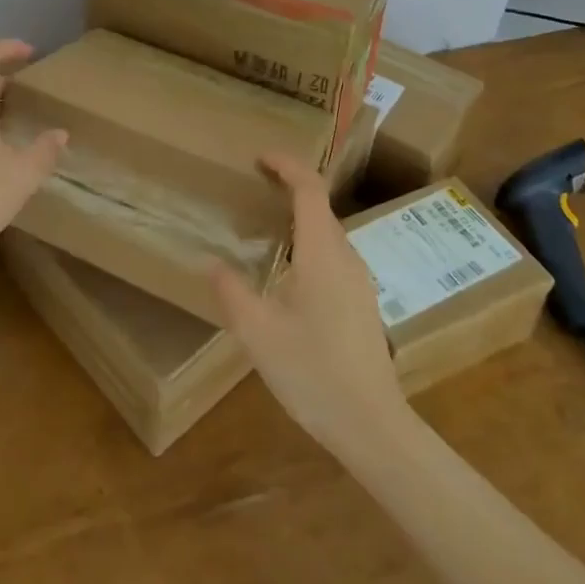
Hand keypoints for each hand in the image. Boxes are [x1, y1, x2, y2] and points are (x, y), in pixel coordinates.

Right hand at [211, 153, 408, 457]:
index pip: (310, 190)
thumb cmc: (313, 373)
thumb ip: (232, 292)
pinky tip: (288, 272)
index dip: (287, 165)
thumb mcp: (258, 333)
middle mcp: (346, 258)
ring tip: (265, 226)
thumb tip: (212, 262)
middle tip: (253, 188)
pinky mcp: (362, 303)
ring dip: (299, 217)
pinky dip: (308, 243)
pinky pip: (333, 255)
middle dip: (290, 187)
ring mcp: (359, 282)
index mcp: (322, 254)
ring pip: (328, 233)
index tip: (260, 157)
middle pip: (320, 207)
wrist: (372, 426)